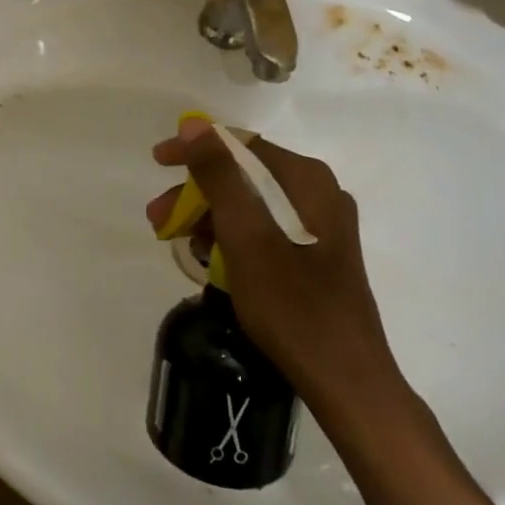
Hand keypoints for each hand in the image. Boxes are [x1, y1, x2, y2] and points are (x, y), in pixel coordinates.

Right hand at [146, 116, 396, 394]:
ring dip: (210, 217)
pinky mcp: (318, 254)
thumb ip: (219, 176)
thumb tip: (194, 124)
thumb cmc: (292, 304)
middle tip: (158, 217)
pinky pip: (266, 229)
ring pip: (253, 204)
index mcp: (307, 180)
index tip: (157, 162)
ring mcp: (321, 226)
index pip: (240, 145)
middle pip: (245, 175)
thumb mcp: (245, 236)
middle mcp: (318, 193)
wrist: (347, 381)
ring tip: (177, 242)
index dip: (194, 150)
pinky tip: (210, 258)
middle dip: (197, 192)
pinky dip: (234, 237)